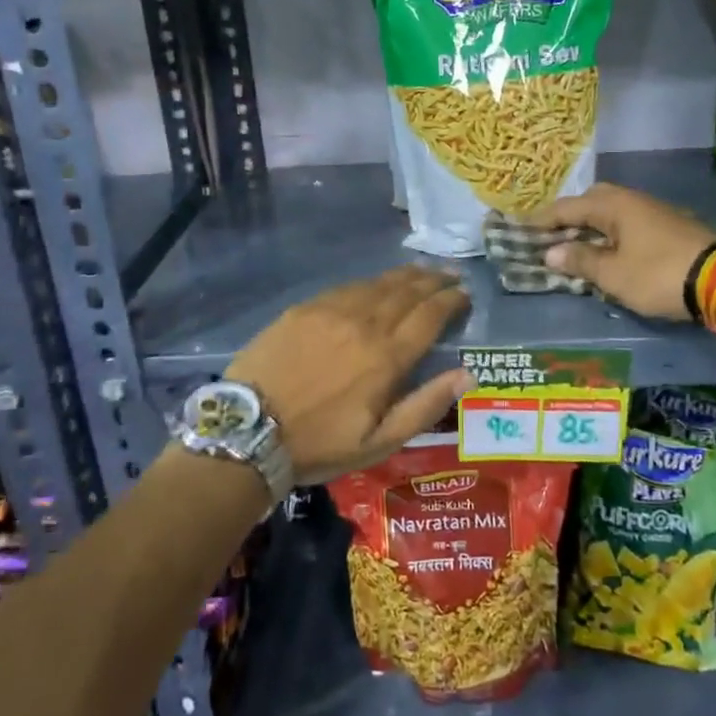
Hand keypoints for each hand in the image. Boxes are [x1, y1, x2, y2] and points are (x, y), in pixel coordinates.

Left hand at [228, 266, 472, 483]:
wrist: (249, 430)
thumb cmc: (319, 444)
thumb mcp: (379, 442)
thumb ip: (425, 406)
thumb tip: (467, 375)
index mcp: (387, 357)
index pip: (430, 316)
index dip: (451, 301)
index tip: (465, 294)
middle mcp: (365, 323)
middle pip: (408, 292)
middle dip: (434, 281)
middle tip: (451, 275)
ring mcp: (332, 311)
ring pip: (379, 283)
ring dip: (406, 276)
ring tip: (423, 272)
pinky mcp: (305, 308)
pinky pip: (348, 286)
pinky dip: (371, 282)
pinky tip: (376, 283)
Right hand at [528, 183, 715, 319]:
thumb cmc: (658, 275)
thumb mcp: (613, 274)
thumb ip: (581, 260)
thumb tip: (551, 252)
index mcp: (614, 205)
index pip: (567, 207)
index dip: (542, 220)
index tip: (521, 229)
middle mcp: (633, 200)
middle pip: (592, 201)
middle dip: (570, 216)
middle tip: (552, 235)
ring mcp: (655, 211)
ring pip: (613, 211)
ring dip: (593, 225)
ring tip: (578, 245)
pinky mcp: (671, 226)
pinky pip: (629, 223)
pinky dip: (613, 233)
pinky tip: (611, 251)